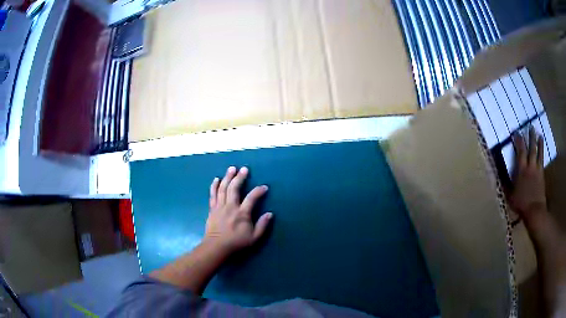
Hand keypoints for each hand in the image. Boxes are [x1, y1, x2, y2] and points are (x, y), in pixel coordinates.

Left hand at [204, 166, 272, 253]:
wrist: (216, 247)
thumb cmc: (236, 243)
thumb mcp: (254, 238)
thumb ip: (262, 225)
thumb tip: (270, 213)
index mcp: (242, 213)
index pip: (252, 198)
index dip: (258, 191)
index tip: (264, 187)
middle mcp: (230, 207)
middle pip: (234, 188)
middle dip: (240, 177)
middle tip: (244, 169)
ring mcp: (220, 207)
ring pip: (223, 188)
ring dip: (227, 177)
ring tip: (231, 168)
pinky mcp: (212, 209)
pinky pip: (213, 194)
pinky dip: (214, 186)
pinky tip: (216, 179)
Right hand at [510, 127, 546, 221]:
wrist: (535, 210)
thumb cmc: (521, 203)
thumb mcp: (510, 195)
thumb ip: (505, 183)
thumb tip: (498, 172)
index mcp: (521, 169)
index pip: (520, 151)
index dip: (518, 140)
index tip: (516, 132)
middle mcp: (530, 166)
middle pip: (531, 148)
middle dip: (530, 137)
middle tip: (530, 127)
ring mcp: (537, 170)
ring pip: (539, 152)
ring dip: (539, 143)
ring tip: (539, 134)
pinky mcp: (542, 175)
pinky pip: (542, 160)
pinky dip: (542, 153)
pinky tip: (543, 149)